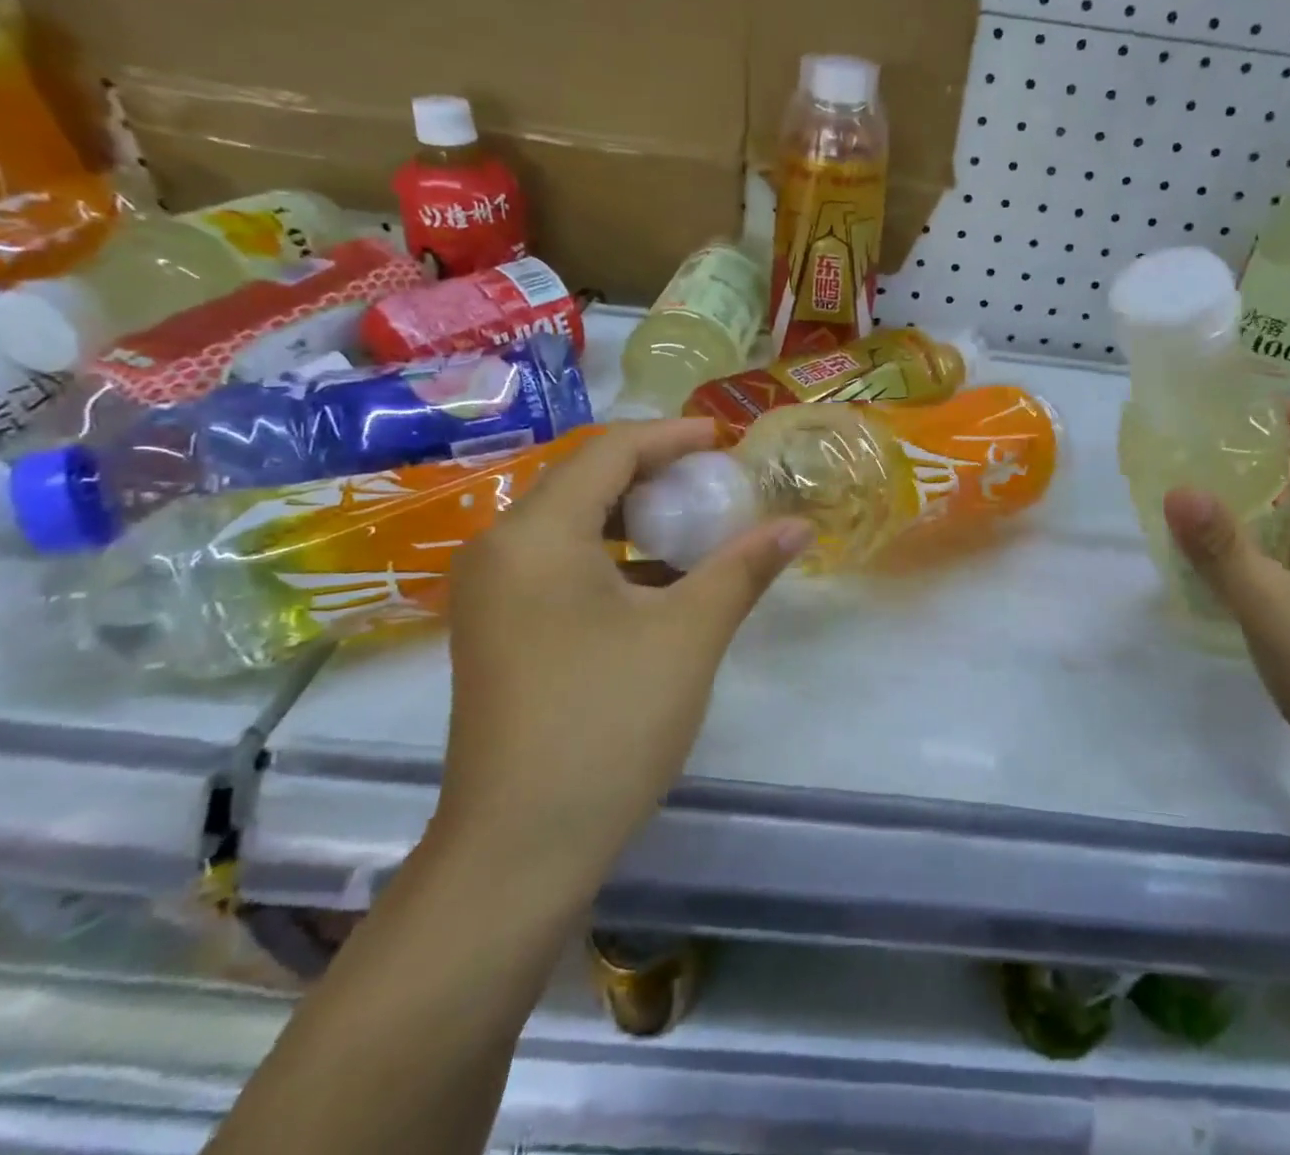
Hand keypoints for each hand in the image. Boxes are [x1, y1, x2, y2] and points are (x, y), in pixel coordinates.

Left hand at [433, 418, 812, 887]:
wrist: (520, 852)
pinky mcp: (499, 632)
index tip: (724, 439)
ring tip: (695, 520)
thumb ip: (743, 567)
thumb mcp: (688, 635)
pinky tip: (659, 578)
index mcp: (534, 536)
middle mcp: (499, 551)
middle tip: (715, 478)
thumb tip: (798, 525)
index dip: (671, 436)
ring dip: (634, 514)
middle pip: (584, 482)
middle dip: (654, 471)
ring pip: (570, 525)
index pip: (607, 452)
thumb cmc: (606, 724)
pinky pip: (559, 565)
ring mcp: (491, 596)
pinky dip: (612, 555)